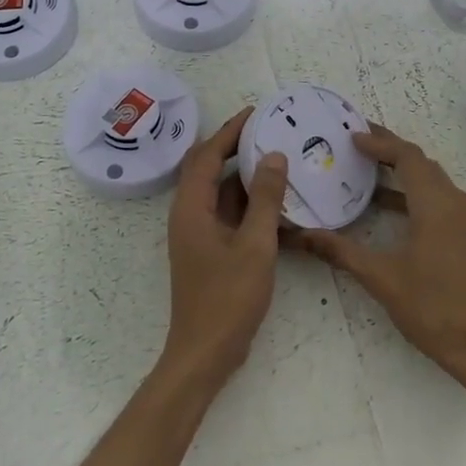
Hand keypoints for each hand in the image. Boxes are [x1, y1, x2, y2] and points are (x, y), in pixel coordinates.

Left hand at [160, 106, 287, 390]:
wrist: (206, 353)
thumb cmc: (228, 298)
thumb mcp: (255, 245)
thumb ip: (265, 199)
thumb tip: (273, 156)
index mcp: (191, 208)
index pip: (206, 155)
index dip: (229, 131)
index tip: (256, 112)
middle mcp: (189, 214)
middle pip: (208, 168)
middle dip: (235, 146)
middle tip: (269, 130)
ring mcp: (198, 233)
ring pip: (220, 192)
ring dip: (243, 174)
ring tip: (277, 157)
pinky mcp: (209, 249)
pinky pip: (228, 213)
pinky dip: (248, 201)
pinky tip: (276, 200)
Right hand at [293, 125, 465, 384]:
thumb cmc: (432, 307)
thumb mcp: (381, 277)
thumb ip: (340, 251)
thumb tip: (301, 235)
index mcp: (437, 205)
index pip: (407, 157)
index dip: (380, 143)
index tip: (351, 136)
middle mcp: (456, 202)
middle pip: (421, 163)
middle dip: (389, 150)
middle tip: (354, 143)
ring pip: (431, 180)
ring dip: (401, 170)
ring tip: (365, 168)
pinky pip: (438, 197)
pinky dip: (412, 191)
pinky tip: (385, 205)